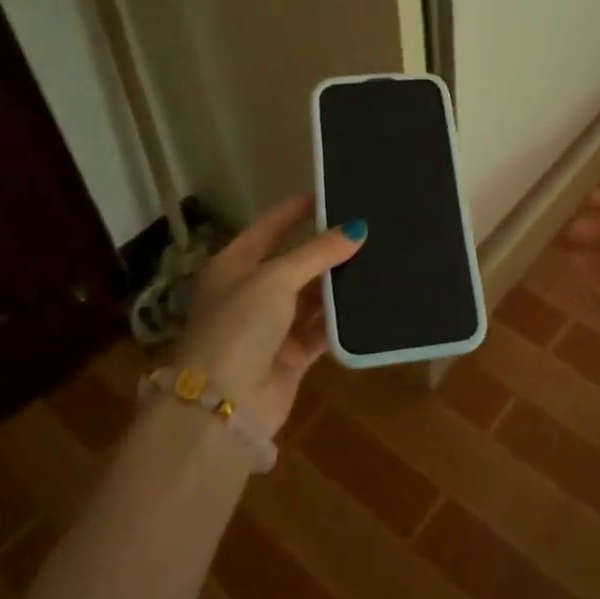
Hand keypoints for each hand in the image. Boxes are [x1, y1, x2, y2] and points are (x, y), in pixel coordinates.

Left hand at [174, 195, 364, 433]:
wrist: (223, 405)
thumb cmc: (239, 325)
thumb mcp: (276, 278)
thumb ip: (317, 253)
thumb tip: (357, 229)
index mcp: (233, 265)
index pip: (270, 227)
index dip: (298, 210)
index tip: (333, 194)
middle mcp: (251, 292)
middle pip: (294, 262)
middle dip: (326, 248)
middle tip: (366, 227)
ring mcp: (271, 326)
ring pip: (311, 296)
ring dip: (337, 283)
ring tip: (376, 258)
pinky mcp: (291, 356)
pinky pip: (321, 329)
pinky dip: (340, 319)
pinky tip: (369, 301)